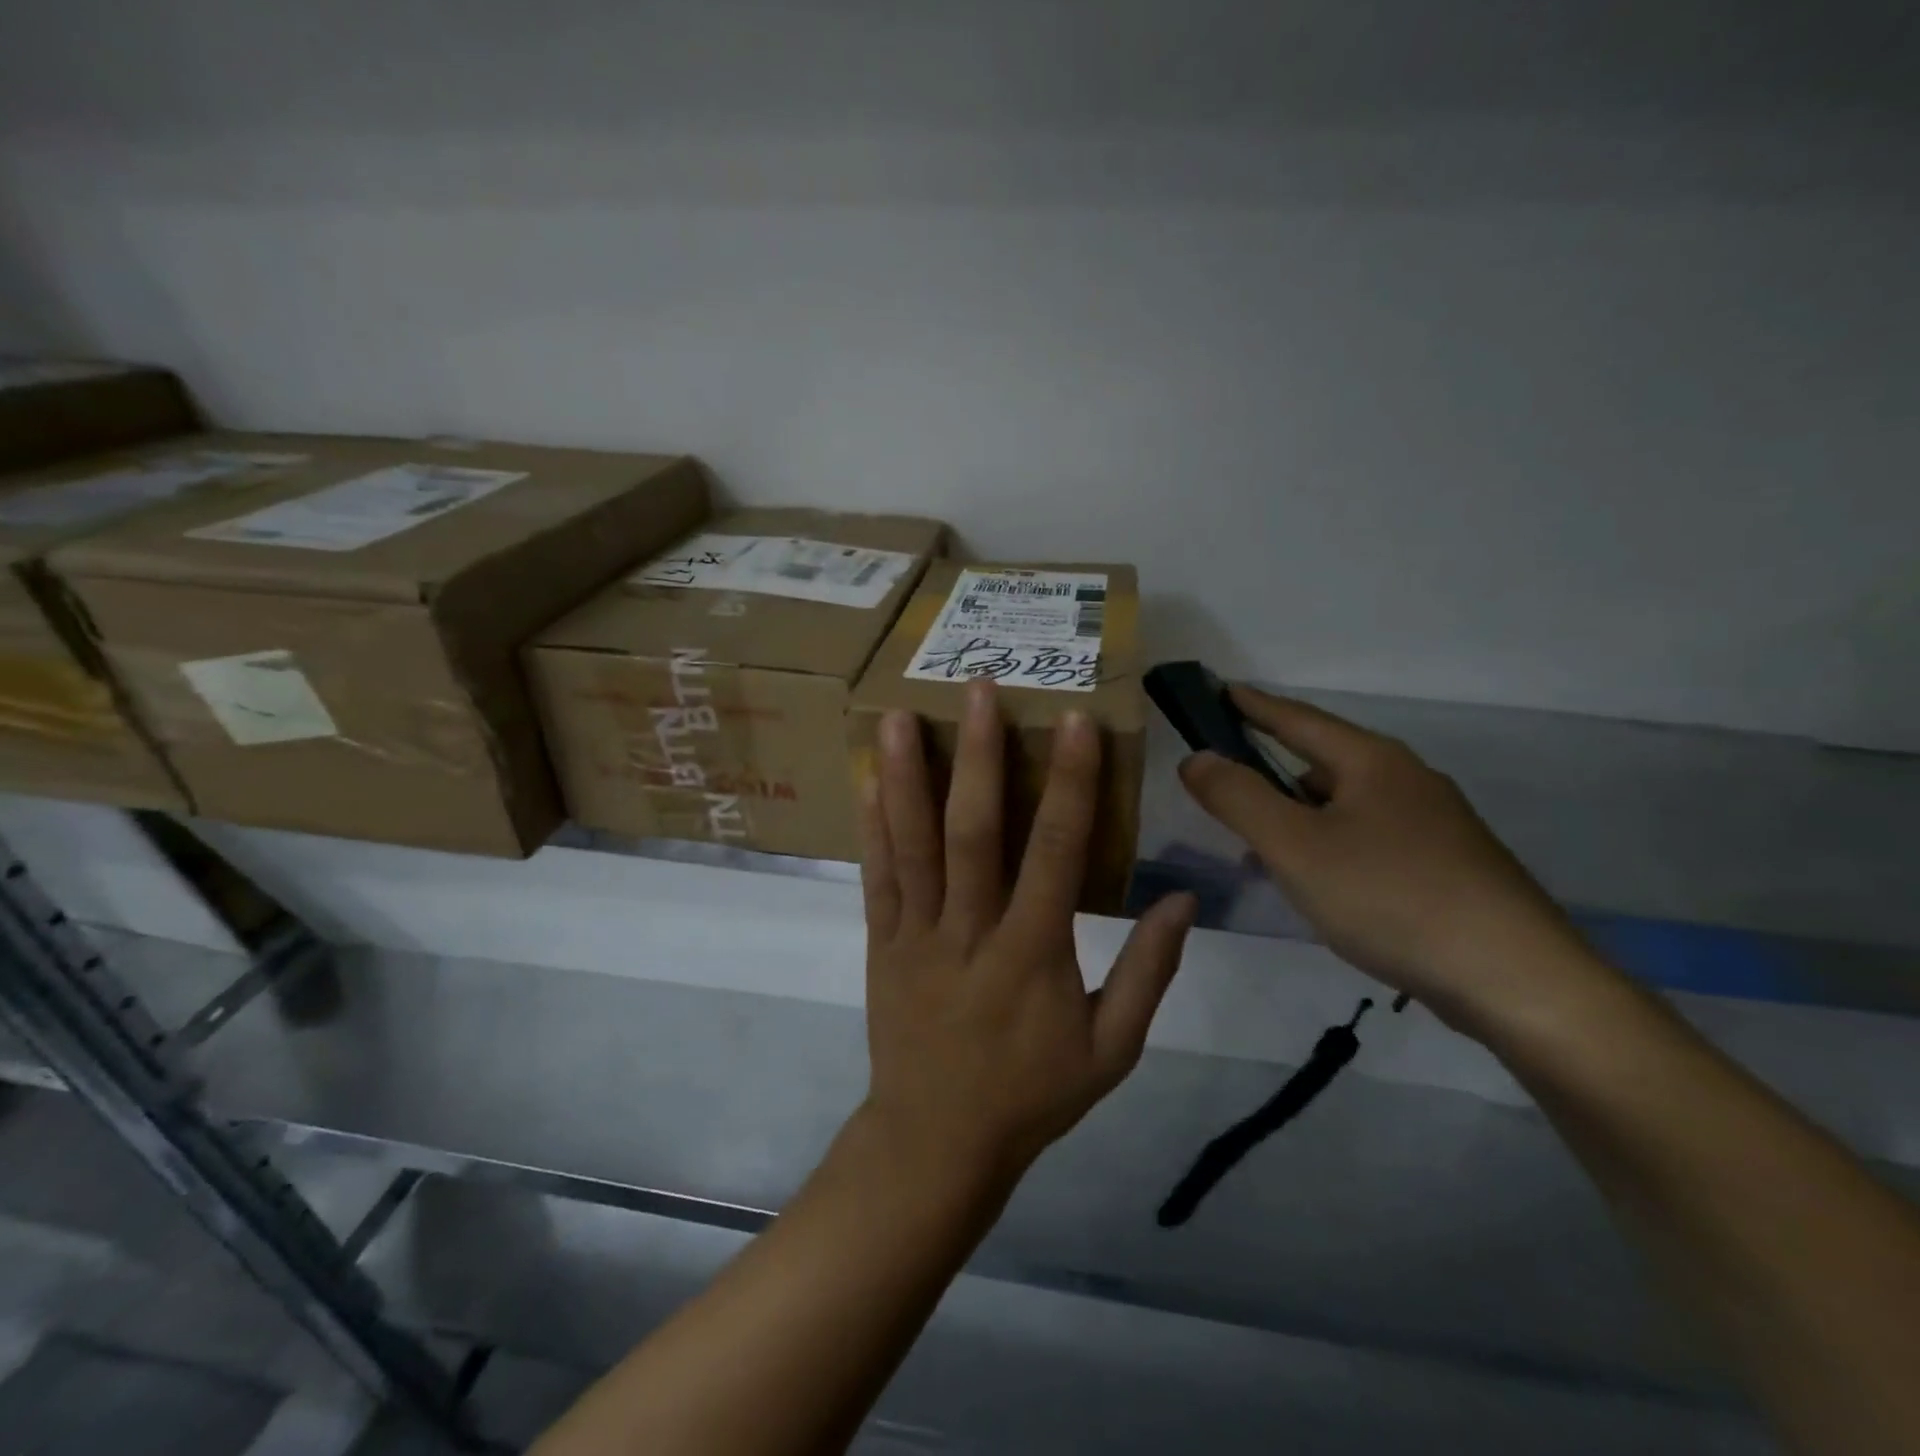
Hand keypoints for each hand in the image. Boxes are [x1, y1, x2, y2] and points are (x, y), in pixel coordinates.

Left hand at [860, 681, 1196, 1182]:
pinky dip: (871, 826)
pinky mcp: (881, 942)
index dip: (1069, 784)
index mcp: (1032, 954)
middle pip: (973, 832)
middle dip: (977, 756)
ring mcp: (916, 933)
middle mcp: (969, 930)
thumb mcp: (1112, 1051)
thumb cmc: (1032, 1094)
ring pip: (912, 844)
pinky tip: (866, 780)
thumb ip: (1148, 973)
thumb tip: (1182, 900)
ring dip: (906, 776)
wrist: (936, 1141)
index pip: (1056, 853)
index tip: (1074, 723)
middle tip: (977, 690)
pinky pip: (875, 877)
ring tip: (898, 715)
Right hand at [1179, 685, 1588, 1028]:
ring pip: (1345, 805)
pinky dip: (1329, 846)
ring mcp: (1434, 824)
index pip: (1297, 719)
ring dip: (1298, 816)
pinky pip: (1368, 838)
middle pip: (1322, 761)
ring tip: (1261, 847)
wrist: (1515, 980)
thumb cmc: (1391, 897)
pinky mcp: (1448, 867)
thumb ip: (1237, 798)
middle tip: (1224, 786)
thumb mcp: (1295, 846)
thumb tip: (1196, 758)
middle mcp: (1406, 780)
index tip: (1218, 690)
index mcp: (1371, 761)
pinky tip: (1318, 884)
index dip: (1252, 705)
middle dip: (1270, 770)